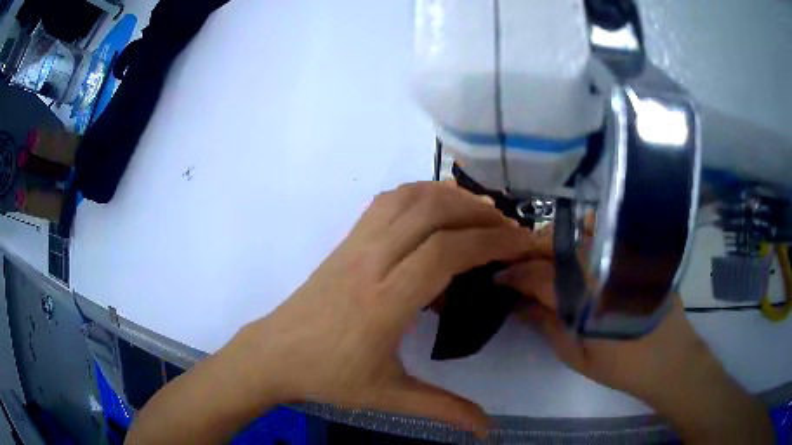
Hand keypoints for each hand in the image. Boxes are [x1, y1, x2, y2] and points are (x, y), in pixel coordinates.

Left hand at [230, 182, 536, 433]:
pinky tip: (435, 208)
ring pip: (406, 199)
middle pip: (430, 213)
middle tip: (507, 228)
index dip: (488, 242)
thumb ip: (443, 410)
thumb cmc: (329, 376)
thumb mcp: (389, 396)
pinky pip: (385, 203)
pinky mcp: (346, 241)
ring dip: (448, 197)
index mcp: (385, 302)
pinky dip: (417, 194)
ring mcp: (355, 245)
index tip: (519, 244)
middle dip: (477, 214)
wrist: (275, 354)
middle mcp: (370, 262)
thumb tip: (486, 430)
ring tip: (478, 212)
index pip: (445, 253)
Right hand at [494, 225, 712, 401]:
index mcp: (585, 295)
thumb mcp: (576, 355)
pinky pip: (602, 234)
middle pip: (556, 244)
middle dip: (530, 253)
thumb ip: (547, 325)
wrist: (669, 357)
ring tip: (542, 261)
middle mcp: (602, 264)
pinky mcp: (635, 251)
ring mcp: (620, 253)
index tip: (497, 278)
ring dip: (554, 244)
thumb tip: (518, 304)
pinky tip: (576, 252)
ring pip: (577, 234)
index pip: (538, 275)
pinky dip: (582, 237)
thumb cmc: (621, 365)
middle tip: (517, 268)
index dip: (513, 275)